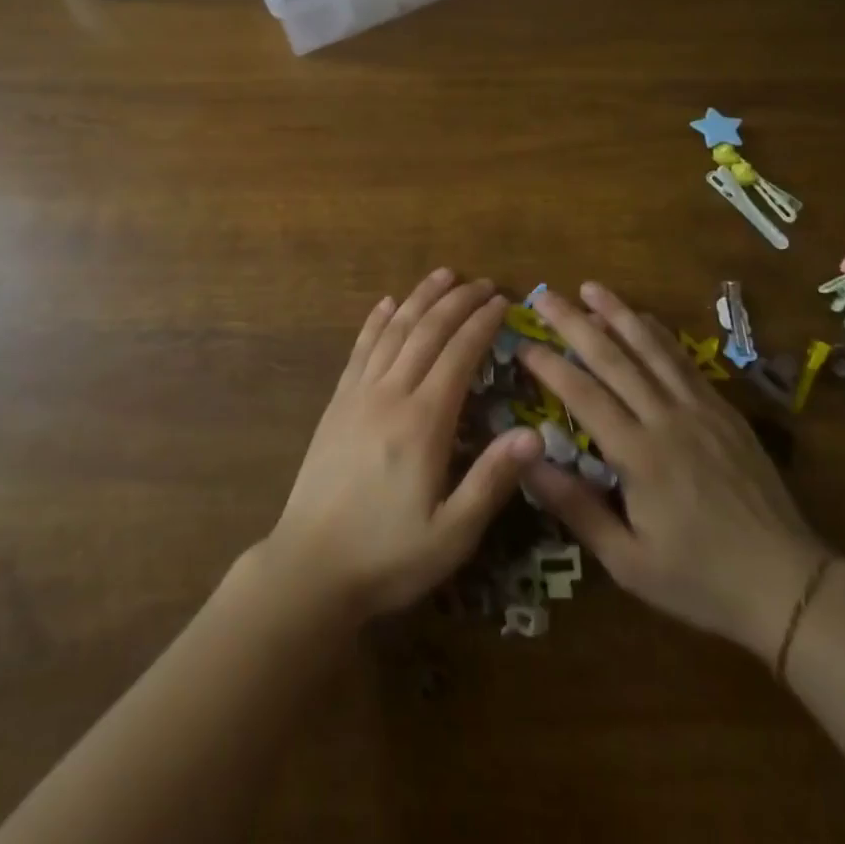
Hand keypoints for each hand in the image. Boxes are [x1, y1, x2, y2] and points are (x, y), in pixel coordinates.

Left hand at [261, 269, 545, 624]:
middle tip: (481, 282)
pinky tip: (386, 304)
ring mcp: (358, 395)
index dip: (481, 324)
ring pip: (393, 331)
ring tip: (441, 275)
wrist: (309, 568)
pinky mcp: (337, 404)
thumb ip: (492, 480)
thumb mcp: (452, 534)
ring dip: (419, 298)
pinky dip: (375, 322)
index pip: (459, 355)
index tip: (501, 301)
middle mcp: (390, 395)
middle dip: (456, 301)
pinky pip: (359, 350)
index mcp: (424, 422)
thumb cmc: (387, 556)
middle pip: (426, 332)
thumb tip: (535, 434)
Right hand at [518, 283, 832, 658]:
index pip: (583, 393)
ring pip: (651, 348)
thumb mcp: (628, 562)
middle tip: (543, 296)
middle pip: (613, 358)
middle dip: (573, 322)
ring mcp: (699, 409)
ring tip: (590, 287)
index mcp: (638, 455)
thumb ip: (576, 508)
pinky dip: (659, 334)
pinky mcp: (723, 410)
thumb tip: (527, 461)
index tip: (521, 343)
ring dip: (617, 313)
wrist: (787, 584)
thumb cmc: (699, 579)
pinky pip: (684, 360)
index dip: (548, 364)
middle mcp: (666, 418)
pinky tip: (644, 319)